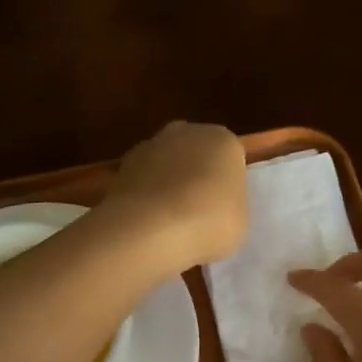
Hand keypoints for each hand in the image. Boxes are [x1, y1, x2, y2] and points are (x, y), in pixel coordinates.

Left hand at [100, 121, 248, 270]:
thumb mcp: (239, 220)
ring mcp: (150, 145)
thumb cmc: (209, 222)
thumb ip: (229, 204)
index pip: (232, 158)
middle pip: (196, 154)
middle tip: (199, 212)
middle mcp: (187, 132)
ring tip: (169, 222)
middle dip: (196, 176)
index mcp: (224, 141)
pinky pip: (142, 181)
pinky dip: (144, 196)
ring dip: (167, 184)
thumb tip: (214, 204)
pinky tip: (147, 223)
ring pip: (166, 164)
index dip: (228, 184)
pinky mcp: (122, 166)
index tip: (224, 209)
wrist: (150, 229)